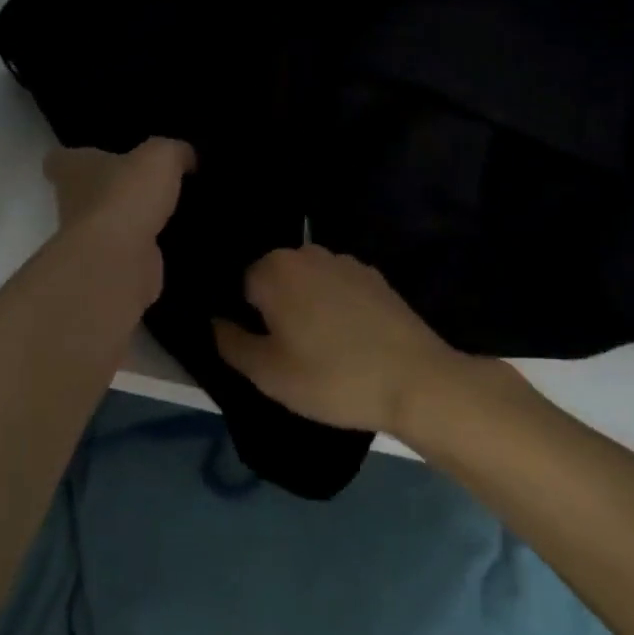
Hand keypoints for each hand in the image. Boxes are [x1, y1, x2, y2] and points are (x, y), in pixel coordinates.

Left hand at [44, 139, 194, 305]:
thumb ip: (173, 151)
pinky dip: (146, 247)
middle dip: (110, 189)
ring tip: (167, 210)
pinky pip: (129, 251)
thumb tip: (186, 156)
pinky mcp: (109, 266)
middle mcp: (72, 204)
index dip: (74, 158)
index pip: (59, 160)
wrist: (119, 259)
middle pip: (84, 193)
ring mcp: (88, 239)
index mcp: (72, 170)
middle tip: (145, 182)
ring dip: (131, 220)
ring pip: (108, 224)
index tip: (95, 156)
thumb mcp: (160, 156)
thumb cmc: (126, 195)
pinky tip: (173, 239)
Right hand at [213, 245, 464, 434]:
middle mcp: (307, 253)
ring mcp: (345, 262)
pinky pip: (338, 288)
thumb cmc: (332, 377)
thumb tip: (216, 321)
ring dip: (305, 307)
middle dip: (274, 309)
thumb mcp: (268, 373)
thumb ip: (230, 343)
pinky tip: (349, 340)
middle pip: (274, 280)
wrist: (417, 381)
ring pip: (307, 283)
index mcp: (273, 269)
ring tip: (320, 348)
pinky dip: (335, 308)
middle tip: (287, 352)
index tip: (260, 348)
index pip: (239, 286)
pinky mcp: (375, 277)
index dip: (245, 319)